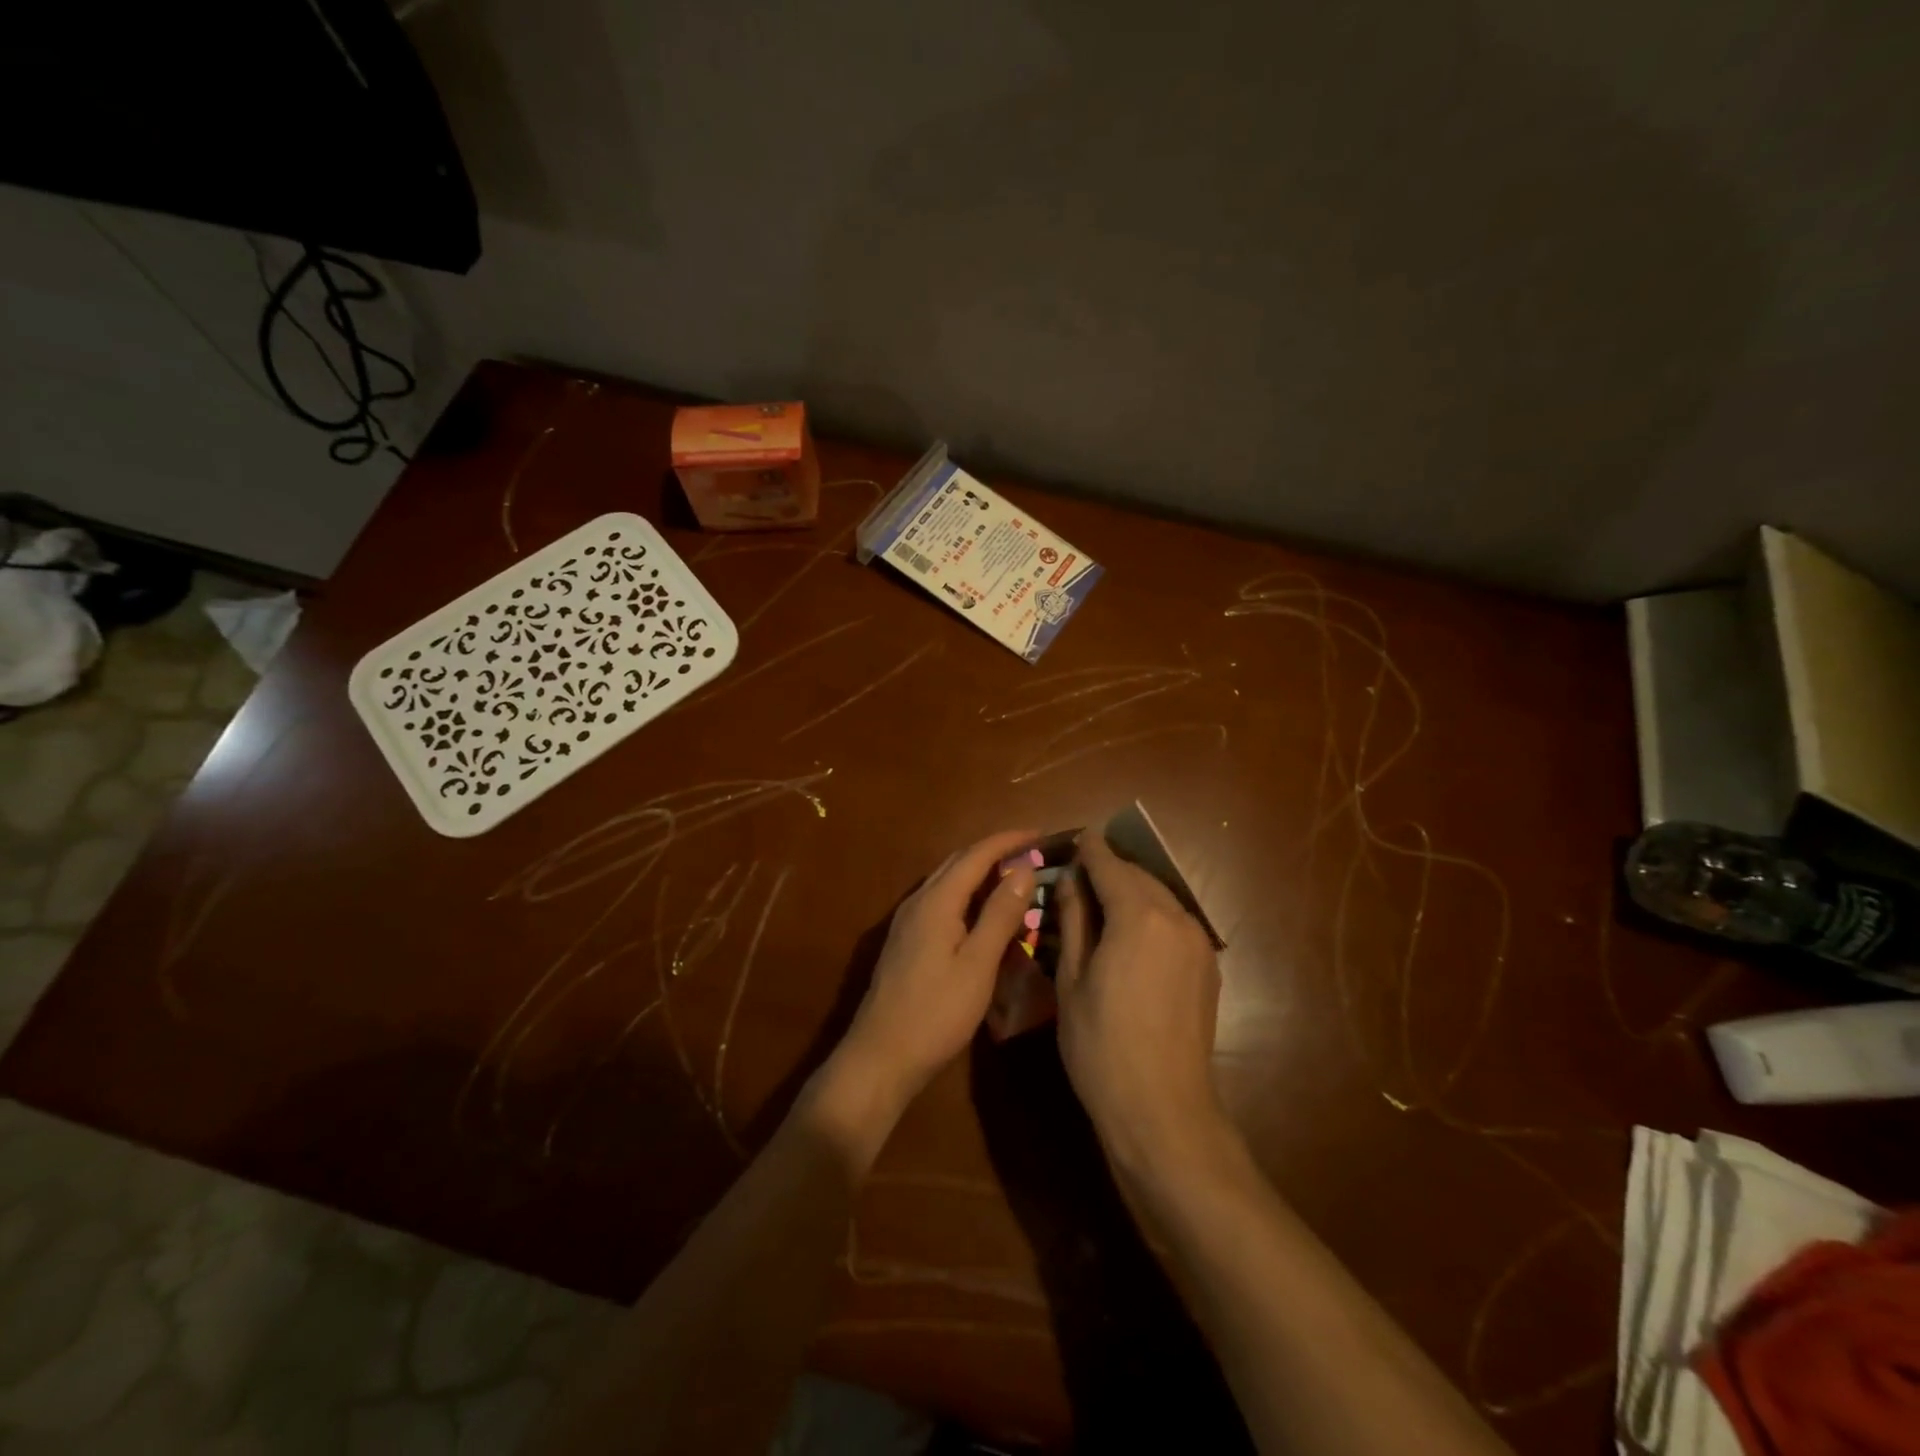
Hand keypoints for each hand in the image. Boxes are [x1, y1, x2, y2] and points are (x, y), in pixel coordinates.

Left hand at [828, 829, 1038, 1118]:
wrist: (880, 1056)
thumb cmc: (936, 1013)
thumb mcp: (978, 965)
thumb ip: (1000, 914)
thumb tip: (1024, 867)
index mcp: (936, 901)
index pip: (976, 855)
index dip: (1009, 840)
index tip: (1041, 834)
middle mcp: (918, 901)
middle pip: (958, 862)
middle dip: (995, 851)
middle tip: (1032, 853)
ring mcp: (908, 921)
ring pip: (948, 880)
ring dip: (980, 871)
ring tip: (1014, 876)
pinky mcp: (906, 940)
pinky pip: (941, 900)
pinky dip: (967, 893)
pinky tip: (982, 911)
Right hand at [1055, 828, 1226, 1173]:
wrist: (1162, 1110)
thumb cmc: (1101, 1045)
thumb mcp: (1072, 980)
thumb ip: (1074, 921)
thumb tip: (1071, 881)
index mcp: (1138, 915)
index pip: (1109, 865)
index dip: (1089, 849)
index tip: (1075, 837)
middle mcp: (1176, 918)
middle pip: (1138, 877)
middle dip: (1110, 869)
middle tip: (1079, 875)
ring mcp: (1199, 943)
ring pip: (1160, 898)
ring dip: (1132, 892)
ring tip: (1101, 903)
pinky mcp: (1208, 967)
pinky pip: (1175, 923)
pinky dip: (1150, 915)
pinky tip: (1130, 935)